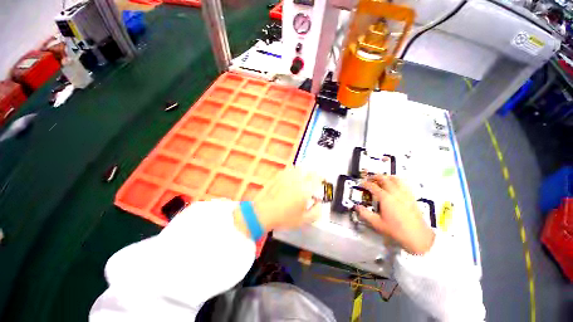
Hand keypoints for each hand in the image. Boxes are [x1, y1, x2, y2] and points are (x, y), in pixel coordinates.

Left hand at [234, 166, 322, 236]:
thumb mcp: (304, 220)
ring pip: (298, 168)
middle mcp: (297, 180)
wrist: (264, 213)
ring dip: (302, 172)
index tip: (320, 183)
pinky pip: (288, 170)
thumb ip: (316, 212)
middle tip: (310, 182)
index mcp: (305, 190)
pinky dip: (292, 172)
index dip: (320, 179)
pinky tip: (291, 179)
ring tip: (301, 179)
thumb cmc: (285, 218)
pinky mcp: (278, 176)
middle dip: (311, 175)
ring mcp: (286, 176)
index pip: (317, 177)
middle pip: (308, 170)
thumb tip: (319, 203)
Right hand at [355, 174, 434, 254]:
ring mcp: (404, 194)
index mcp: (385, 198)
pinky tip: (394, 186)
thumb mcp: (377, 224)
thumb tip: (357, 207)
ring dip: (386, 177)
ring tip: (381, 180)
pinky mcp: (411, 197)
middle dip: (374, 177)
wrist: (418, 237)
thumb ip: (365, 214)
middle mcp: (395, 193)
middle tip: (369, 179)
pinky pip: (403, 184)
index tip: (361, 184)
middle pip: (384, 178)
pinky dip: (396, 181)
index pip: (373, 186)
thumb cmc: (396, 231)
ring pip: (395, 179)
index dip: (365, 184)